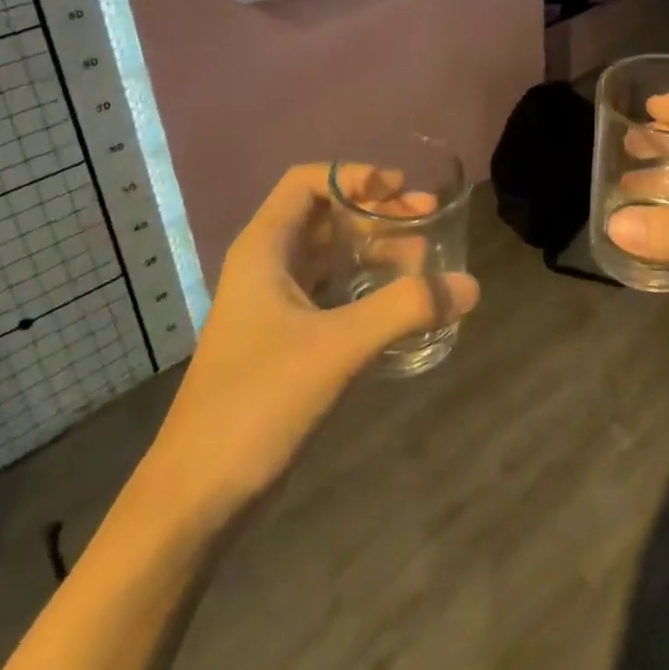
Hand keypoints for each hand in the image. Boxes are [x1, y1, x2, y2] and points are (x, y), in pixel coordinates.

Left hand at [150, 164, 479, 524]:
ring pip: (330, 256)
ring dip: (376, 250)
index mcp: (264, 249)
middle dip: (378, 212)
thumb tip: (470, 284)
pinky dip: (366, 287)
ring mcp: (273, 305)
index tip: (399, 190)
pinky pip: (331, 293)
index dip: (354, 176)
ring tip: (425, 261)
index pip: (307, 182)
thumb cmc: (258, 401)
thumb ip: (405, 309)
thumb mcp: (338, 347)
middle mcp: (266, 266)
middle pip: (326, 216)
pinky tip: (400, 304)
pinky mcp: (283, 340)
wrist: (198, 493)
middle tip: (428, 219)